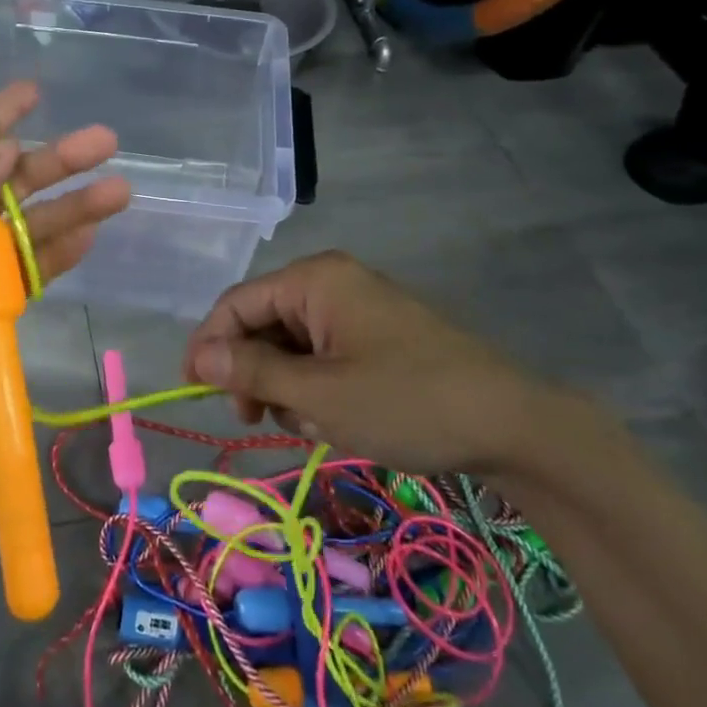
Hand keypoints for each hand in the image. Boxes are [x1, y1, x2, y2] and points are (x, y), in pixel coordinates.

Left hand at [0, 81, 130, 431]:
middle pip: (18, 180)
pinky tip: (90, 233)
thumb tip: (10, 148)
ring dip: (75, 207)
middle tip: (105, 140)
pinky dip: (62, 253)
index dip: (2, 115)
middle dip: (60, 160)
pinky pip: (34, 271)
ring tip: (118, 190)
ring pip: (36, 224)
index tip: (35, 91)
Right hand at [182, 251, 540, 475]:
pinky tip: (336, 420)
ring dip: (287, 386)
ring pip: (292, 344)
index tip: (192, 392)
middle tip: (255, 419)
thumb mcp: (318, 393)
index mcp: (314, 279)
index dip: (208, 345)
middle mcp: (332, 282)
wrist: (513, 426)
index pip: (237, 303)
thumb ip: (251, 369)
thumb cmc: (406, 402)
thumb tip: (199, 356)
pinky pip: (324, 354)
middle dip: (254, 371)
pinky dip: (317, 387)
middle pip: (263, 322)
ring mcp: (359, 308)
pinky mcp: (378, 335)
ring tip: (314, 425)